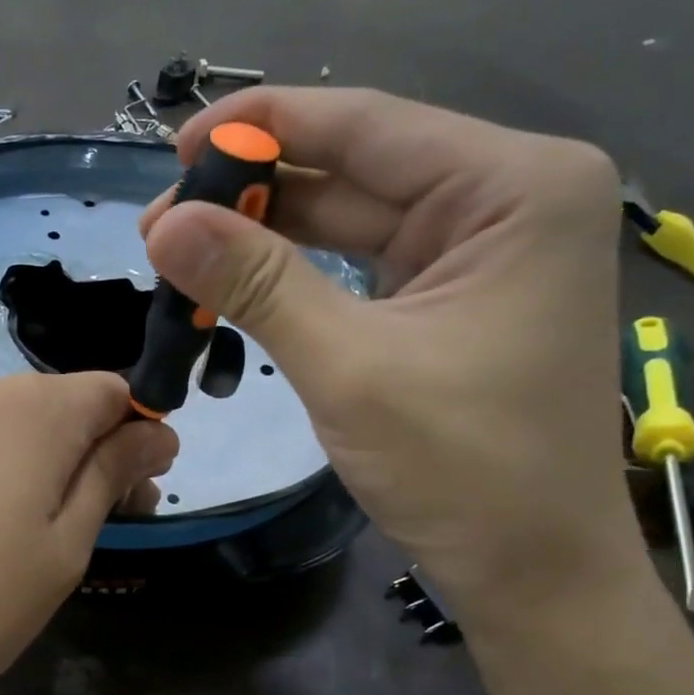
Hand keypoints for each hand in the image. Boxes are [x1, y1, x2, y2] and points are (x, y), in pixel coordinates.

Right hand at [140, 87, 634, 621]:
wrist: (533, 569)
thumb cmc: (464, 469)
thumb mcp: (348, 368)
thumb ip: (257, 285)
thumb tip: (165, 226)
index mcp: (513, 186)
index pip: (365, 125)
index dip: (260, 125)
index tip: (174, 146)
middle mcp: (506, 196)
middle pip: (354, 168)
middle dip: (252, 192)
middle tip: (161, 224)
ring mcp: (480, 247)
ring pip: (350, 216)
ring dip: (265, 233)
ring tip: (181, 251)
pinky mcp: (452, 293)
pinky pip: (359, 262)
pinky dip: (296, 271)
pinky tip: (236, 278)